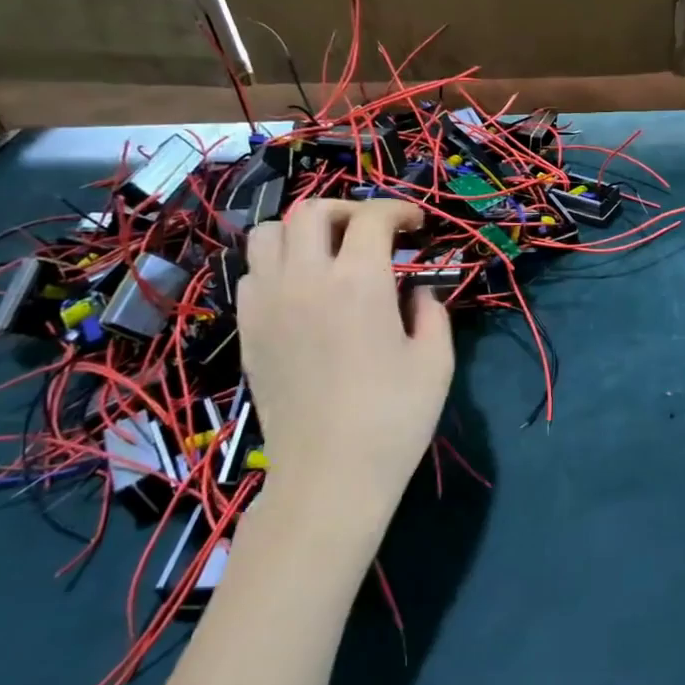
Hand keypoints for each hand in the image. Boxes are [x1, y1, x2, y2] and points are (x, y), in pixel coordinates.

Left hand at [239, 198, 453, 555]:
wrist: (330, 475)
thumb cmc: (395, 418)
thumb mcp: (436, 360)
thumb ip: (432, 311)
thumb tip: (415, 292)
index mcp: (360, 282)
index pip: (373, 217)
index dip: (399, 210)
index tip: (416, 225)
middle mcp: (306, 279)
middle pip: (313, 211)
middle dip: (349, 209)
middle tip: (373, 233)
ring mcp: (268, 303)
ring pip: (269, 233)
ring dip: (303, 231)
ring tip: (329, 253)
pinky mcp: (248, 330)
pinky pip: (252, 273)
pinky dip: (277, 264)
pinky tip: (301, 290)